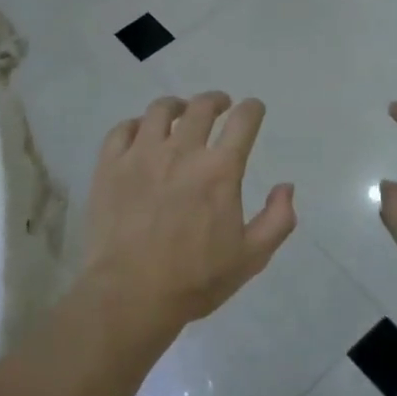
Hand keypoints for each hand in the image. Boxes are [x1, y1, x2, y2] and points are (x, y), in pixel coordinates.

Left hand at [83, 92, 296, 324]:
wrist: (130, 294)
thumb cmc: (195, 280)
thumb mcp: (251, 258)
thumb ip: (277, 219)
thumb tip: (286, 186)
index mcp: (219, 170)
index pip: (243, 121)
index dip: (251, 109)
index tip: (252, 108)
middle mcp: (182, 151)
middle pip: (201, 107)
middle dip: (215, 101)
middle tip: (219, 106)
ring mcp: (141, 154)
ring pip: (160, 110)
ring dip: (176, 106)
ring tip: (179, 113)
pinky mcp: (110, 165)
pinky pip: (123, 129)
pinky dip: (136, 125)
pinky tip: (140, 133)